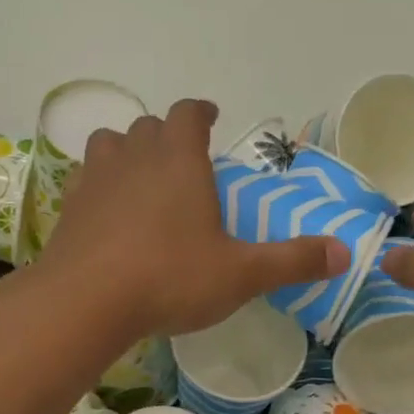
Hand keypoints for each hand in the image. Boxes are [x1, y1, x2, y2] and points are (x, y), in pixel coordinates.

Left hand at [40, 99, 348, 340]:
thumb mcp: (242, 274)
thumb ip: (292, 261)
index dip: (202, 112)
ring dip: (128, 153)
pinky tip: (110, 216)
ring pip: (110, 145)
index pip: (189, 114)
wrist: (86, 301)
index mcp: (179, 160)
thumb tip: (344, 253)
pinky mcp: (68, 209)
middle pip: (149, 127)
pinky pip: (86, 182)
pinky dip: (101, 188)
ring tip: (143, 180)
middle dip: (168, 136)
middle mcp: (134, 157)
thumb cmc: (170, 277)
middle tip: (184, 161)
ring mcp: (95, 180)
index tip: (211, 118)